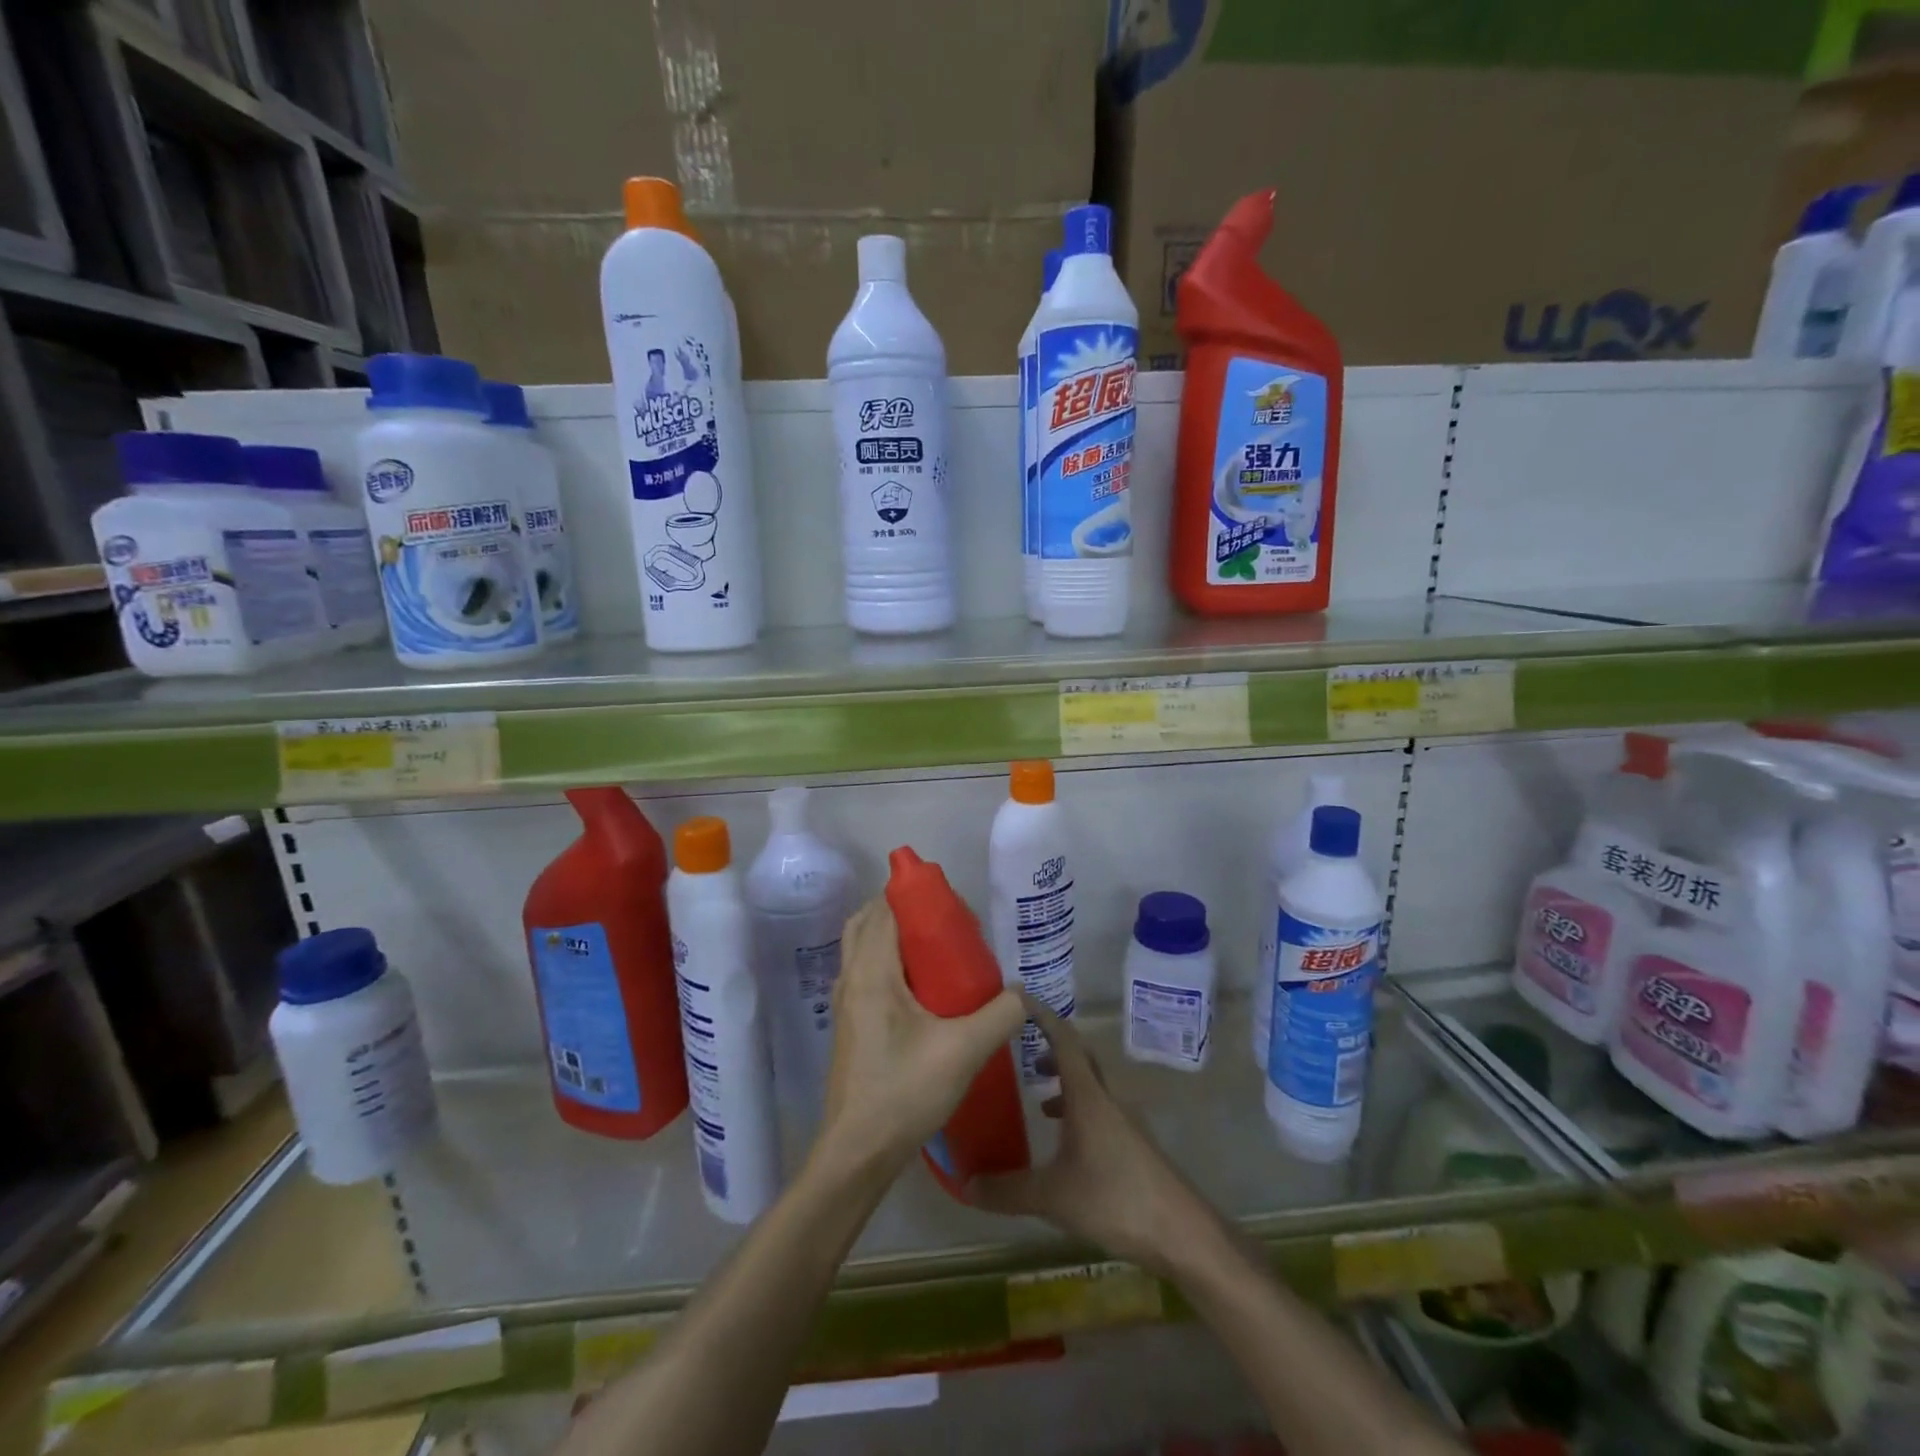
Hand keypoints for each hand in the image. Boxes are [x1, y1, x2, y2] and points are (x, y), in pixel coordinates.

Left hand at [817, 897, 1025, 1176]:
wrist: (857, 1152)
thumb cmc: (905, 1091)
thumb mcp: (965, 1050)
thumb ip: (1002, 1014)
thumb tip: (1025, 992)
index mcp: (871, 972)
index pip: (885, 909)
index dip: (916, 896)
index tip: (952, 905)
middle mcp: (850, 978)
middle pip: (870, 921)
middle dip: (905, 911)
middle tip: (946, 924)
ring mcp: (845, 1002)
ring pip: (864, 947)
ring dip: (895, 936)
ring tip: (939, 951)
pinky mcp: (849, 1023)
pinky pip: (866, 971)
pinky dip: (889, 961)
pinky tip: (924, 989)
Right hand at [967, 999, 1214, 1277]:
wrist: (1182, 1232)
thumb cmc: (1115, 1199)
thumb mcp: (1053, 1197)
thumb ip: (1008, 1190)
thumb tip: (964, 1184)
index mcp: (1088, 1096)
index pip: (1064, 1039)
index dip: (1042, 1015)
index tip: (1019, 997)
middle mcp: (1107, 1099)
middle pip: (1080, 1058)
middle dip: (1052, 1048)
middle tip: (1022, 1050)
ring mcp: (1124, 1121)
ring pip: (1091, 1086)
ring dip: (1065, 1083)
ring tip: (1038, 1100)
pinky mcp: (1133, 1144)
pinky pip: (1099, 1111)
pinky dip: (1078, 1111)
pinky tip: (1065, 1143)